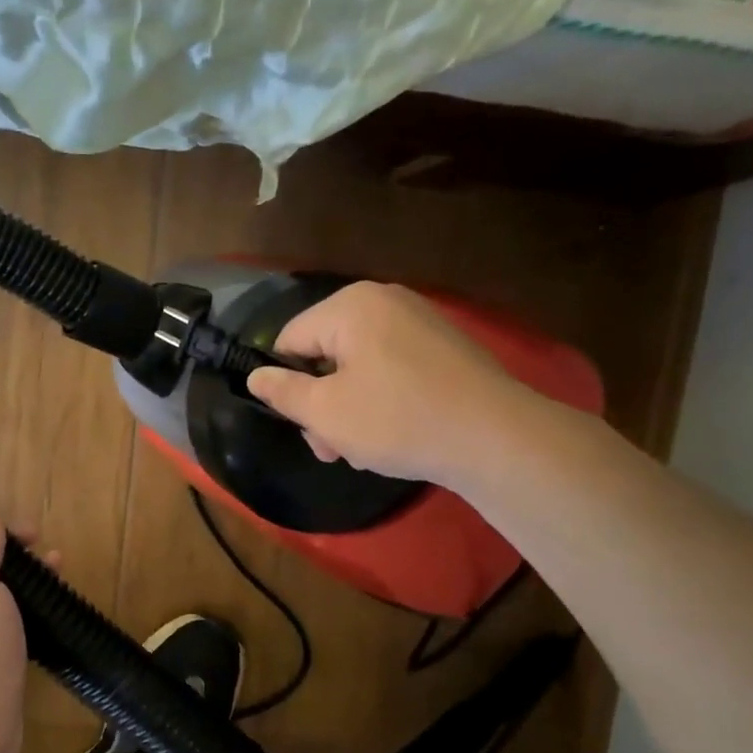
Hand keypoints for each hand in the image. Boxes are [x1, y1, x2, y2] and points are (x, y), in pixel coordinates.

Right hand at [246, 281, 525, 485]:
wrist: (496, 437)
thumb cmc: (397, 420)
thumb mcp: (326, 412)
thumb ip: (283, 392)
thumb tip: (256, 376)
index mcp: (350, 306)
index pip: (290, 340)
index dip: (286, 385)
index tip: (303, 426)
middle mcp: (385, 301)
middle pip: (326, 354)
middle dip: (322, 404)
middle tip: (333, 450)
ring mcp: (420, 321)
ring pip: (359, 367)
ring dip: (350, 410)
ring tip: (365, 451)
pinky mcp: (445, 347)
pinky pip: (393, 369)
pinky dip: (384, 400)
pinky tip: (396, 435)